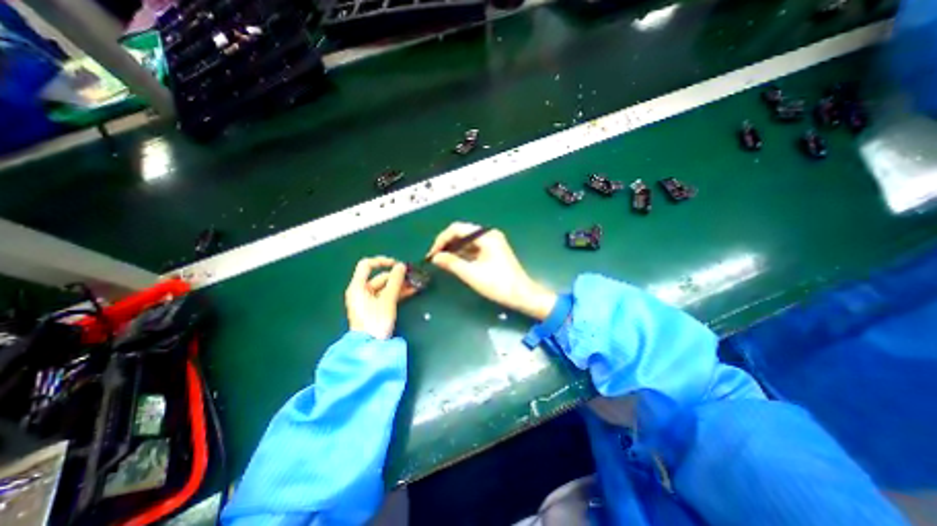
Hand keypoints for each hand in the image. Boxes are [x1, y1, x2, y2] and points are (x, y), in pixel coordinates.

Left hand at [348, 257, 412, 339]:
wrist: (370, 346)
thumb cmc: (376, 321)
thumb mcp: (387, 300)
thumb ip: (395, 281)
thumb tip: (401, 266)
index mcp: (358, 286)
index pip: (367, 265)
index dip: (382, 261)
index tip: (398, 265)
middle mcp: (361, 291)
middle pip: (379, 277)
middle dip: (397, 276)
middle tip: (412, 277)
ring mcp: (368, 300)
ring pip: (385, 287)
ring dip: (400, 285)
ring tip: (416, 284)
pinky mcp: (375, 308)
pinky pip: (386, 295)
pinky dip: (397, 293)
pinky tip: (411, 292)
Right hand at [428, 222, 553, 319]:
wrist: (521, 295)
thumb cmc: (498, 284)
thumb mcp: (471, 274)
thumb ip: (451, 263)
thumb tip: (434, 257)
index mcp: (486, 236)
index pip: (457, 229)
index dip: (442, 240)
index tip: (432, 254)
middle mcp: (489, 235)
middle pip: (462, 233)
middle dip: (447, 244)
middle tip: (435, 258)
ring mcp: (492, 242)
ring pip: (467, 241)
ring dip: (454, 249)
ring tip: (441, 261)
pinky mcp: (493, 251)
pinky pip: (474, 248)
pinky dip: (463, 254)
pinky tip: (454, 262)